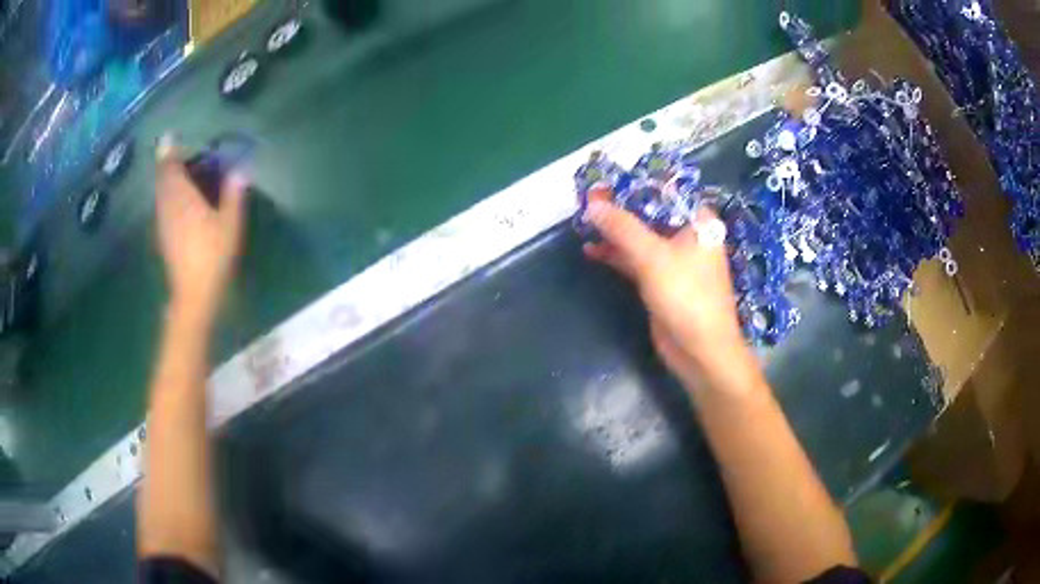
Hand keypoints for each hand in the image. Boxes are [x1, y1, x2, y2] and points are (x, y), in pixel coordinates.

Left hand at [156, 135, 246, 326]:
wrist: (193, 295)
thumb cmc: (212, 256)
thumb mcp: (230, 225)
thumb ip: (233, 195)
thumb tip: (240, 171)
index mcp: (182, 198)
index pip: (170, 167)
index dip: (170, 151)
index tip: (170, 136)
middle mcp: (168, 206)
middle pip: (162, 178)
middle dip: (167, 163)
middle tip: (175, 151)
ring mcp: (163, 222)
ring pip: (160, 193)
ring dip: (165, 179)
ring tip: (176, 172)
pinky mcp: (163, 237)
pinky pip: (162, 206)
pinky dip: (166, 196)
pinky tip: (175, 200)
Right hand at [583, 196, 759, 395]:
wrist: (701, 351)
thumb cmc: (687, 297)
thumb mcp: (653, 258)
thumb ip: (623, 228)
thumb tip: (592, 204)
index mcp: (697, 221)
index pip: (663, 191)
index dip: (632, 184)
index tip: (602, 181)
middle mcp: (687, 235)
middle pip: (649, 212)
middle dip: (618, 208)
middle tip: (586, 200)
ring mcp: (673, 259)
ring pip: (640, 236)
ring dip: (614, 231)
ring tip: (582, 222)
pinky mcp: (661, 280)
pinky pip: (635, 259)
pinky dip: (616, 254)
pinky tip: (591, 249)